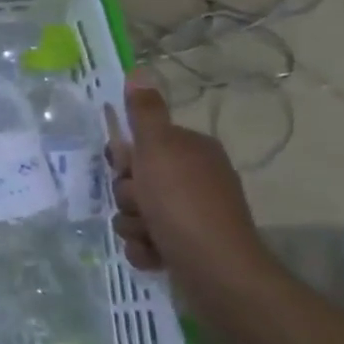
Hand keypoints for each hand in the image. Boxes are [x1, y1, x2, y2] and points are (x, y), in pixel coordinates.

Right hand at [106, 74, 264, 286]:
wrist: (216, 271)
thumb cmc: (183, 203)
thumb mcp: (157, 149)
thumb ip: (144, 113)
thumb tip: (139, 71)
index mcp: (191, 151)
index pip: (142, 143)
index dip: (126, 157)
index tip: (126, 167)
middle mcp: (194, 179)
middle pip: (134, 179)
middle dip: (128, 196)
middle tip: (140, 203)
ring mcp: (190, 215)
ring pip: (134, 212)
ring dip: (132, 224)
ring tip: (150, 234)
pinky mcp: (185, 247)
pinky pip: (145, 240)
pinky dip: (144, 248)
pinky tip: (155, 254)